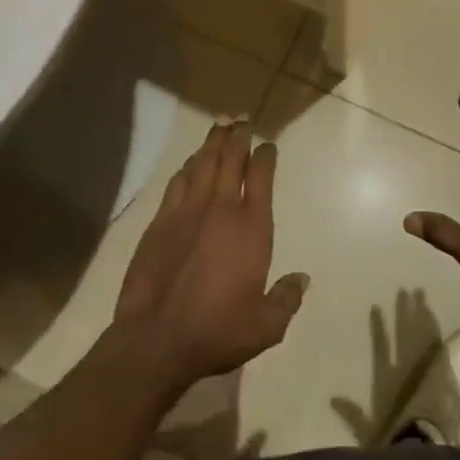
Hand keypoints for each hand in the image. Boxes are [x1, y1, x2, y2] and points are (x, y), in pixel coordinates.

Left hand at [115, 122, 308, 388]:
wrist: (156, 340)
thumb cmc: (217, 331)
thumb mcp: (265, 326)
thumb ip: (287, 299)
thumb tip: (302, 278)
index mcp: (251, 227)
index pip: (260, 177)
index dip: (265, 156)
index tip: (267, 144)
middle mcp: (220, 209)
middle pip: (230, 159)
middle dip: (238, 137)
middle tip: (242, 120)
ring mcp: (187, 212)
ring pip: (202, 164)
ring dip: (212, 144)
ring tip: (218, 128)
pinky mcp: (160, 222)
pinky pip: (177, 183)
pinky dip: (187, 168)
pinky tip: (189, 164)